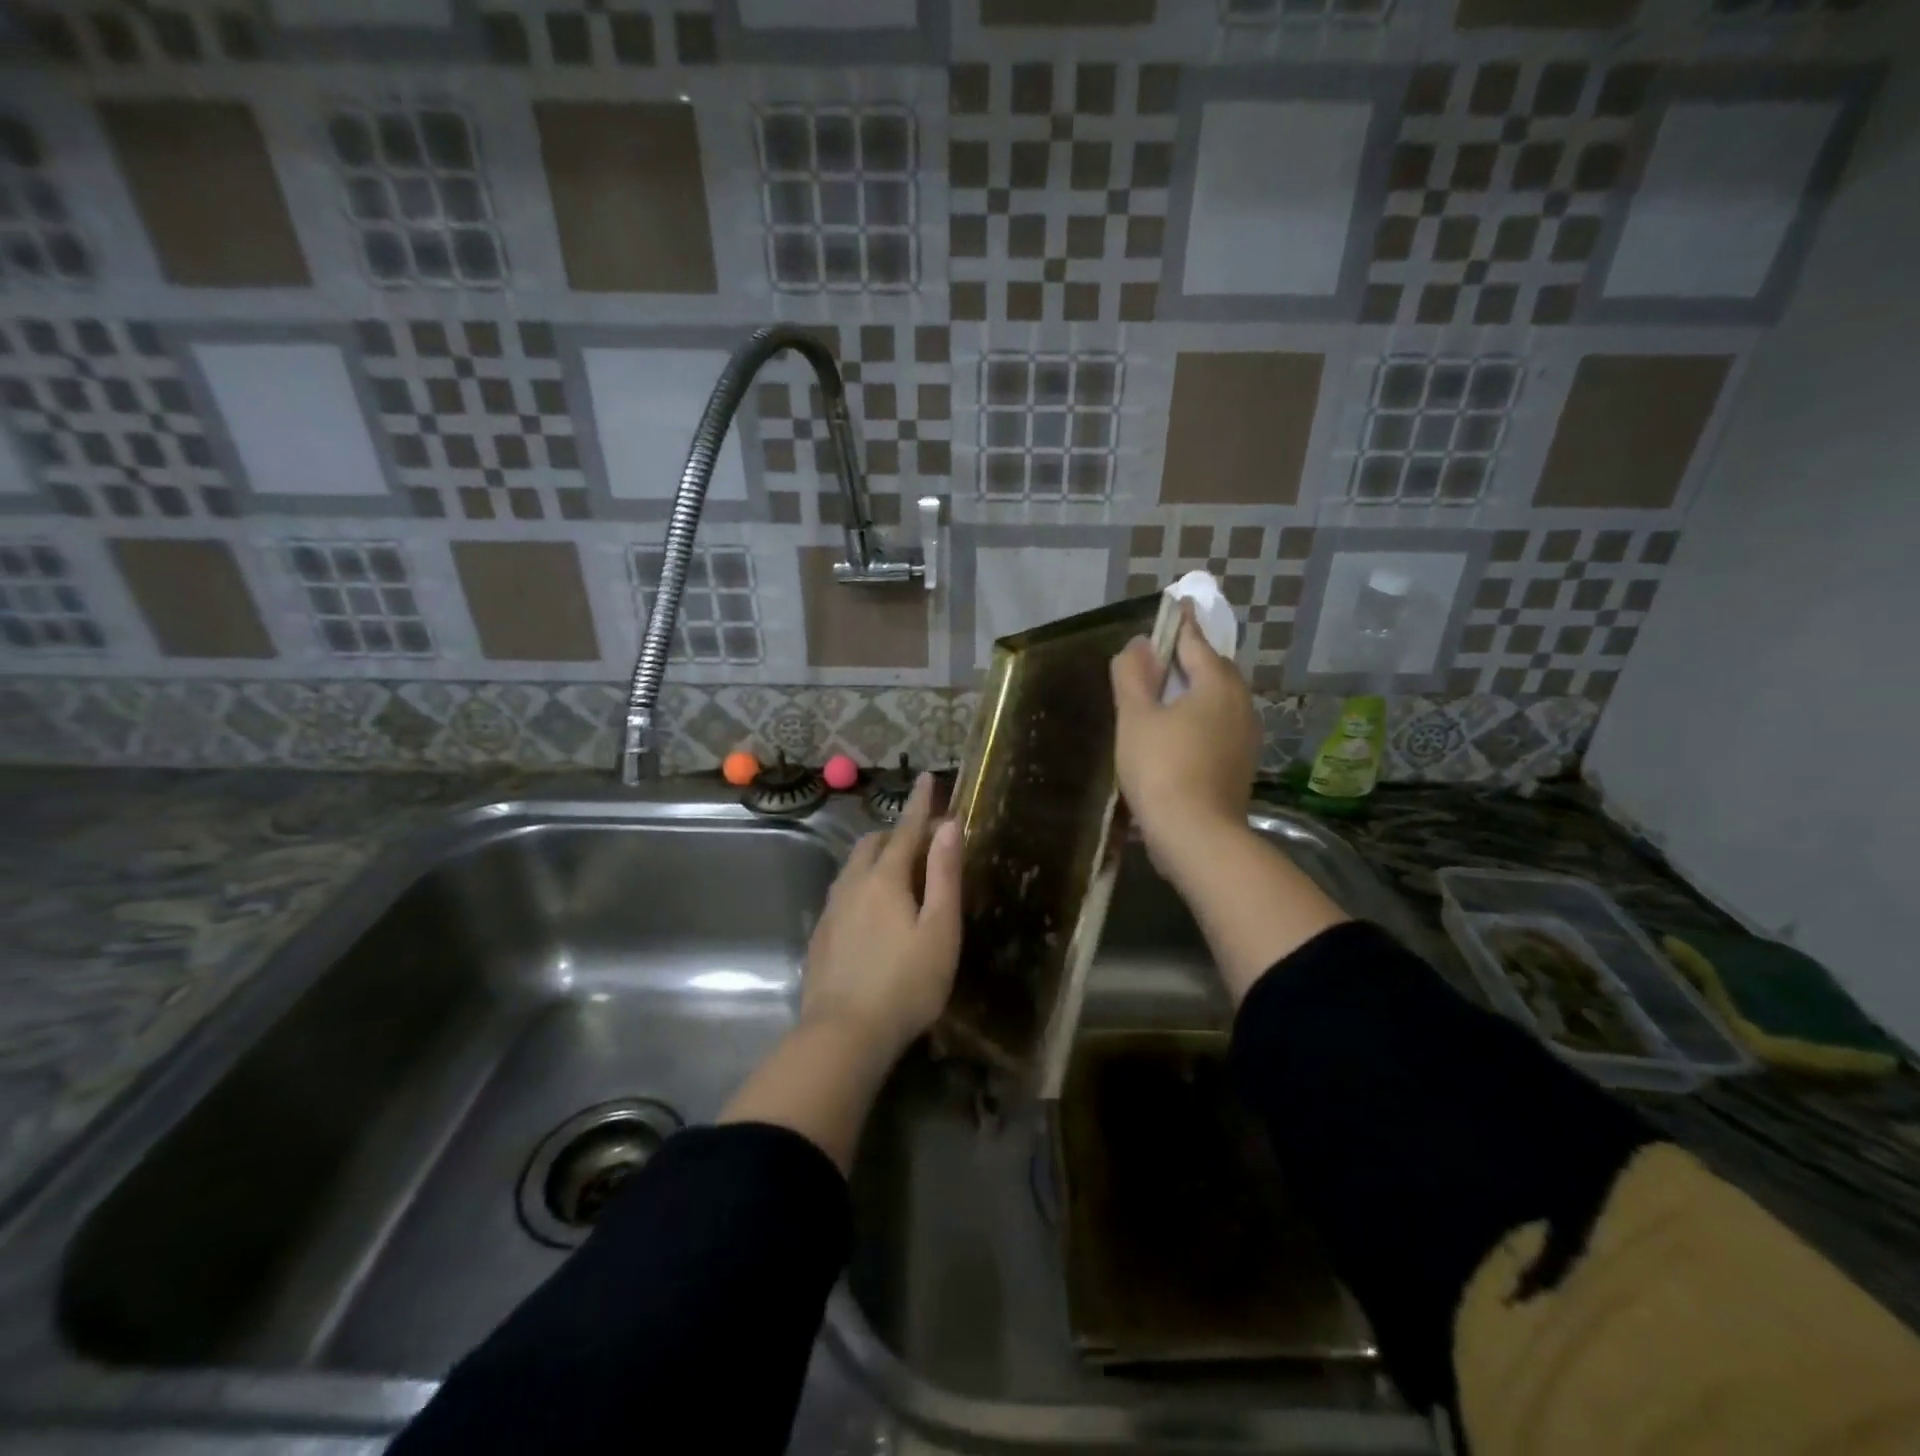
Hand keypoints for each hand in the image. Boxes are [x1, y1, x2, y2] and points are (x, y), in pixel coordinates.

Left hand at [800, 773, 962, 1064]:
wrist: (842, 1035)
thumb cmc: (905, 984)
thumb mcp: (940, 930)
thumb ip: (945, 875)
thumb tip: (949, 825)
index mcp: (885, 878)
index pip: (906, 829)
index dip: (920, 803)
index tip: (928, 777)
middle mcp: (852, 884)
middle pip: (873, 844)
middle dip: (897, 833)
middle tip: (922, 842)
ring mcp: (832, 910)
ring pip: (854, 868)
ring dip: (877, 859)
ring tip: (899, 875)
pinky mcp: (822, 936)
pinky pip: (844, 893)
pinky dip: (862, 885)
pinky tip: (872, 913)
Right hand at [1110, 604, 1261, 878]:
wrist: (1197, 836)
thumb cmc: (1162, 768)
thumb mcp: (1136, 717)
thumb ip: (1133, 676)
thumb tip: (1138, 645)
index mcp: (1217, 684)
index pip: (1196, 640)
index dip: (1180, 622)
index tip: (1175, 603)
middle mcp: (1241, 704)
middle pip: (1212, 669)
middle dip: (1188, 658)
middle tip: (1160, 655)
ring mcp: (1246, 736)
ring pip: (1217, 700)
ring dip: (1193, 691)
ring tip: (1164, 694)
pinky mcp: (1241, 764)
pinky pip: (1218, 726)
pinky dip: (1198, 719)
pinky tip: (1177, 732)